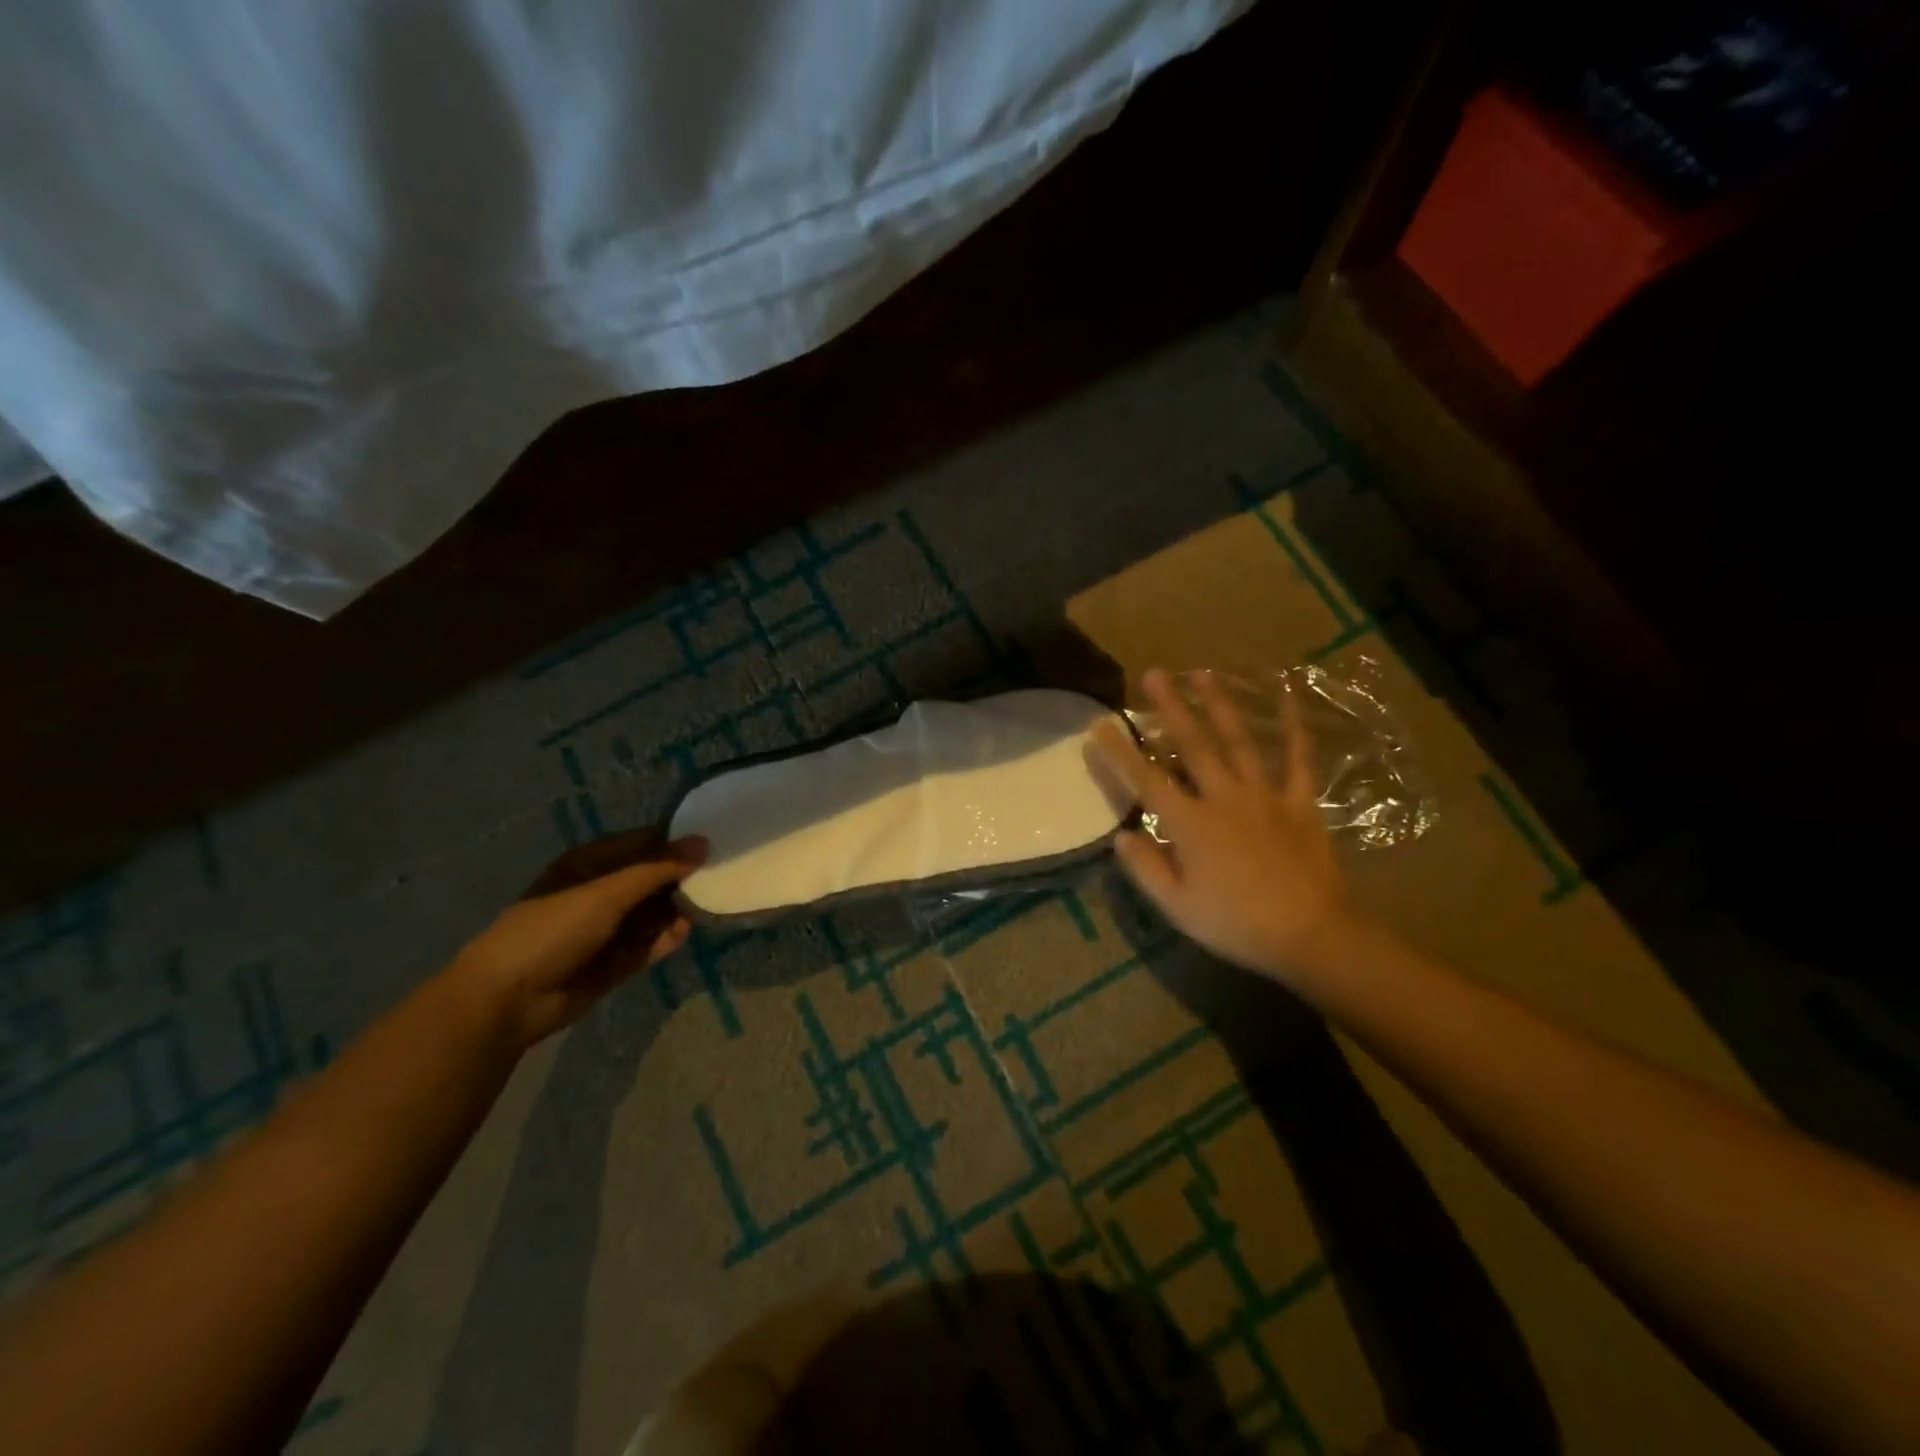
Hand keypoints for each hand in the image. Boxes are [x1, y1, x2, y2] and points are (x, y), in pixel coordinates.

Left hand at [448, 832, 706, 1049]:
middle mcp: (600, 892)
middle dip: (681, 878)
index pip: (642, 843)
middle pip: (651, 878)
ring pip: (653, 912)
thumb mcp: (607, 891)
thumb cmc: (553, 929)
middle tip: (718, 876)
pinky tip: (684, 932)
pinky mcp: (615, 962)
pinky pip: (648, 944)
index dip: (675, 842)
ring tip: (705, 906)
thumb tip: (703, 842)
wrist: (509, 999)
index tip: (712, 842)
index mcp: (590, 864)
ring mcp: (607, 929)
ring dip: (676, 909)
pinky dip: (666, 938)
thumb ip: (658, 868)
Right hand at [1089, 668, 1351, 978]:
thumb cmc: (1236, 924)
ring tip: (1203, 673)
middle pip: (1192, 745)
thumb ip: (1146, 867)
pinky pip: (1297, 758)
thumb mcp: (1177, 907)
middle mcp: (1223, 798)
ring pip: (1237, 741)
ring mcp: (1264, 796)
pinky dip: (1293, 726)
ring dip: (1218, 705)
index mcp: (1190, 824)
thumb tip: (1120, 834)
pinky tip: (1289, 695)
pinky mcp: (1299, 802)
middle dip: (1170, 708)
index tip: (1099, 724)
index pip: (1146, 780)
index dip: (1120, 752)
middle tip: (1153, 673)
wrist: (1311, 936)